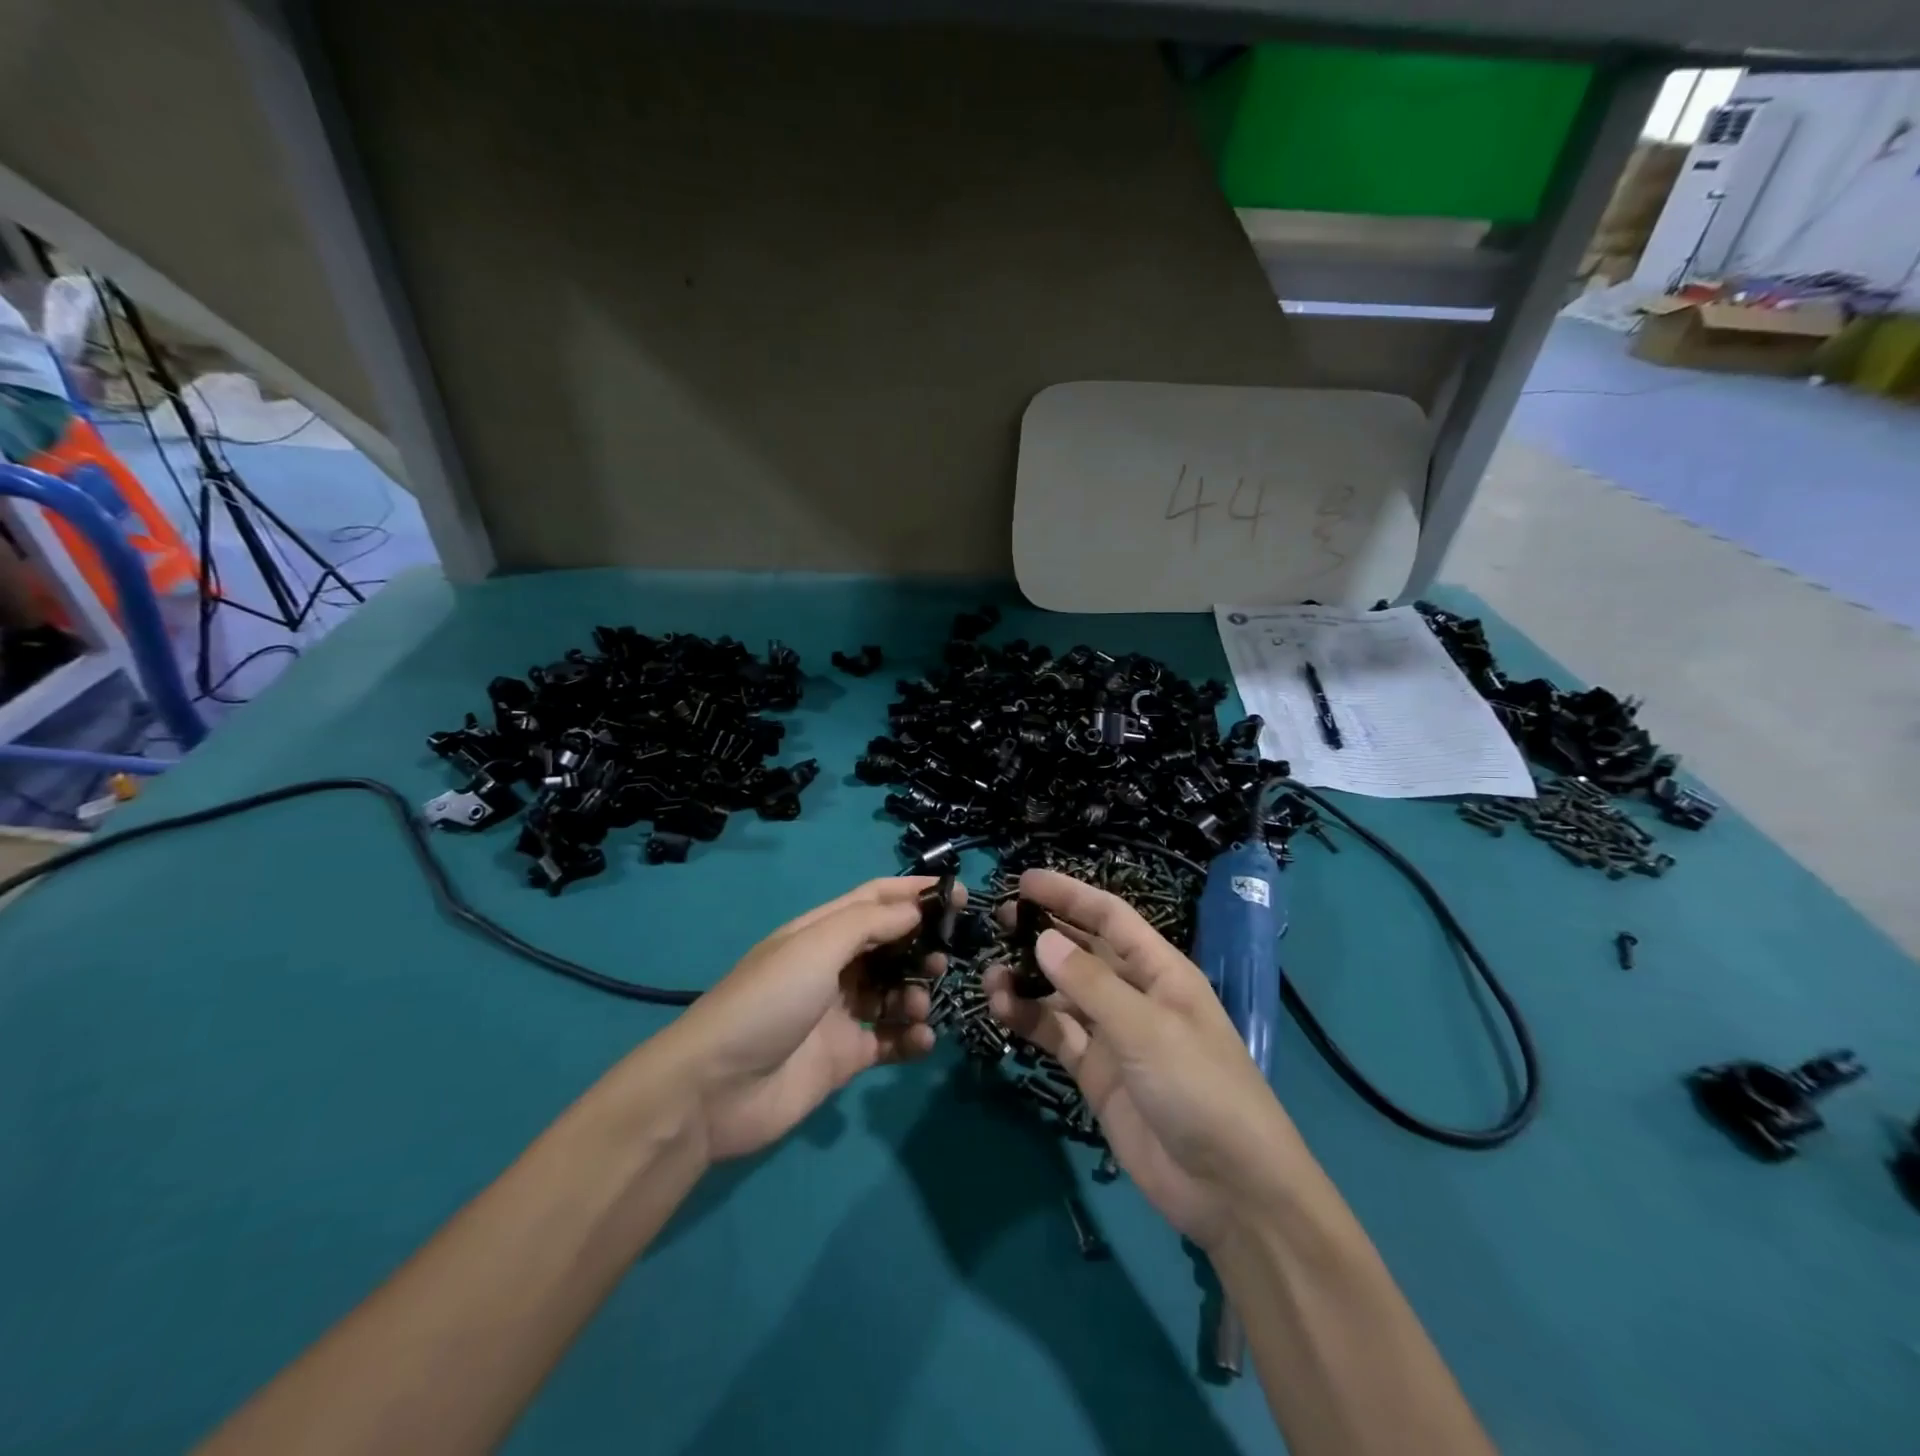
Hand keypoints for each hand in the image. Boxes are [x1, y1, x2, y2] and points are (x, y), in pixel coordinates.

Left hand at [655, 877, 951, 1161]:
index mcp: (820, 932)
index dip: (914, 892)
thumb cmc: (768, 1002)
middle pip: (890, 945)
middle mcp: (832, 967)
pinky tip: (920, 1039)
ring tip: (919, 1005)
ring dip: (917, 993)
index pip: (875, 899)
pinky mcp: (845, 1057)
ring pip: (894, 992)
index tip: (959, 894)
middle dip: (921, 946)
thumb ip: (869, 924)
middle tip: (945, 958)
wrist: (715, 1090)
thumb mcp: (815, 947)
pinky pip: (889, 1040)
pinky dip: (910, 1037)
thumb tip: (915, 909)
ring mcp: (839, 1013)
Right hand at [984, 869, 1308, 1249]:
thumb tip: (1042, 939)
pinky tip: (1003, 1011)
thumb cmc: (1200, 1089)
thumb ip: (1090, 984)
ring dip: (1028, 981)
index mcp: (1160, 971)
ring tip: (990, 977)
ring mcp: (1114, 1035)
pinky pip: (1057, 1034)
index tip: (1024, 880)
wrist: (1229, 1191)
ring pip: (1062, 994)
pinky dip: (1029, 1020)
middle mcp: (1135, 995)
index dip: (1069, 894)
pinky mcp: (1096, 1073)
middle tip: (998, 921)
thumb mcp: (1147, 1029)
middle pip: (1083, 951)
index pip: (1110, 917)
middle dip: (1043, 932)